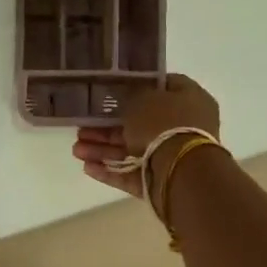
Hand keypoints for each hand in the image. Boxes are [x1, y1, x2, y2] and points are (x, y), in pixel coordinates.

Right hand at [71, 74, 221, 199]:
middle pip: (140, 123)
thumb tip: (124, 94)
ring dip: (103, 150)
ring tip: (76, 151)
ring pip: (132, 149)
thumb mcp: (141, 97)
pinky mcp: (160, 180)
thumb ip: (129, 94)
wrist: (181, 171)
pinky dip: (111, 170)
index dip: (137, 86)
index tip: (111, 90)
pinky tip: (87, 167)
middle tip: (82, 128)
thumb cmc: (164, 123)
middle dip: (108, 127)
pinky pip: (132, 173)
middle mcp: (184, 126)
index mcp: (189, 99)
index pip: (162, 86)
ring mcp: (173, 155)